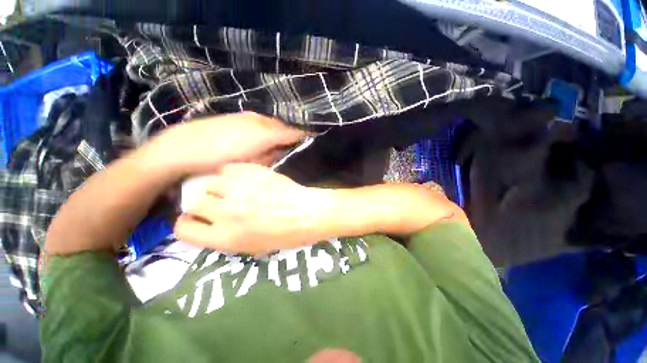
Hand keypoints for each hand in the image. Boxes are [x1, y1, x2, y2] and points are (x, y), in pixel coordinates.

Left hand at [142, 112, 305, 178]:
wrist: (180, 149)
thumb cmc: (220, 159)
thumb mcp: (251, 164)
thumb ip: (271, 156)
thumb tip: (283, 152)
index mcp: (266, 132)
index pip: (293, 132)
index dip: (305, 135)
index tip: (315, 139)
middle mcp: (260, 119)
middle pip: (283, 125)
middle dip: (293, 133)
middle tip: (300, 143)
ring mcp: (247, 115)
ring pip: (272, 122)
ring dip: (280, 130)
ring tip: (285, 141)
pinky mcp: (237, 116)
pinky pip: (260, 121)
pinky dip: (267, 128)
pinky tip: (264, 136)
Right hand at [175, 164, 334, 254]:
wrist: (308, 213)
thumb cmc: (286, 235)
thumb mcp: (253, 247)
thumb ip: (226, 237)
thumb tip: (209, 225)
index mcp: (227, 237)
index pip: (185, 230)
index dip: (187, 225)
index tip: (194, 221)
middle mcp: (228, 212)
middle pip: (193, 202)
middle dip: (200, 205)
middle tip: (213, 204)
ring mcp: (240, 189)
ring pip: (208, 183)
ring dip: (215, 188)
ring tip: (228, 191)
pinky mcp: (253, 172)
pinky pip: (228, 169)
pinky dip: (229, 175)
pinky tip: (240, 180)